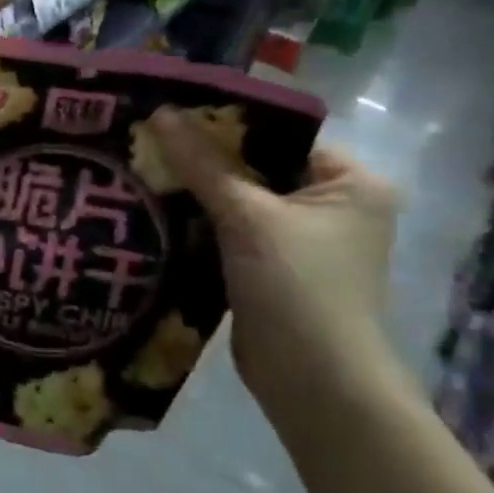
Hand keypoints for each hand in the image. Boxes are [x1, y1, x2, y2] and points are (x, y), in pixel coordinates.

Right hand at [148, 107, 398, 405]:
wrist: (312, 380)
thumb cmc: (297, 286)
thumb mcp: (247, 217)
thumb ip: (202, 165)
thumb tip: (159, 112)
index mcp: (350, 182)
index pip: (281, 135)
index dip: (227, 123)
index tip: (171, 114)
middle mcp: (333, 206)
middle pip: (257, 167)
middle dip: (204, 158)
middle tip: (148, 140)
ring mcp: (302, 241)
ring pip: (239, 201)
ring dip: (196, 192)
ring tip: (142, 169)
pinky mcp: (272, 269)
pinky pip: (230, 231)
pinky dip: (199, 223)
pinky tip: (156, 210)